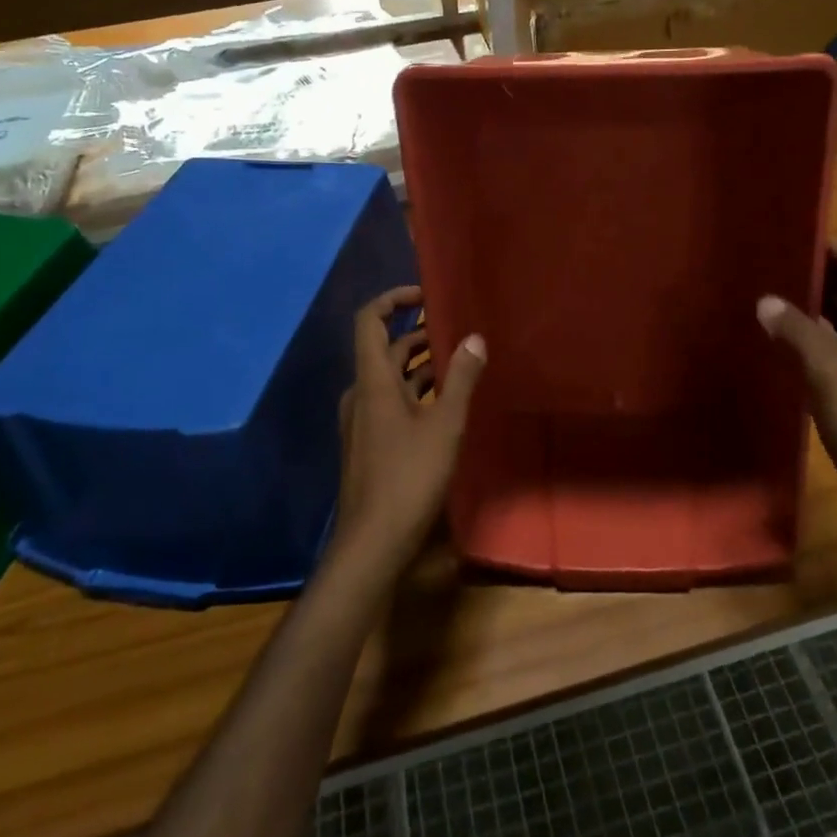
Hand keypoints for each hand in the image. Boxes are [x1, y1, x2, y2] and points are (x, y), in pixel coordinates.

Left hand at [332, 285, 486, 573]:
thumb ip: (460, 378)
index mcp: (372, 381)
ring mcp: (362, 421)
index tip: (426, 293)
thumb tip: (474, 337)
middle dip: (418, 333)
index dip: (393, 299)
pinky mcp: (369, 443)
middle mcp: (361, 394)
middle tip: (457, 328)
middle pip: (384, 348)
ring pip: (390, 378)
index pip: (370, 320)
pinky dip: (415, 391)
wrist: (372, 543)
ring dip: (420, 364)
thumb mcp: (444, 425)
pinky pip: (391, 402)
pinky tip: (444, 403)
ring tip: (459, 360)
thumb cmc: (408, 477)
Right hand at [758, 243, 836, 554]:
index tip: (784, 236)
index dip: (825, 245)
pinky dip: (816, 337)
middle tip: (765, 267)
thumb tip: (767, 300)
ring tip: (766, 298)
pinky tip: (784, 343)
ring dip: (811, 306)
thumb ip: (798, 332)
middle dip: (812, 273)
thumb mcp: (830, 375)